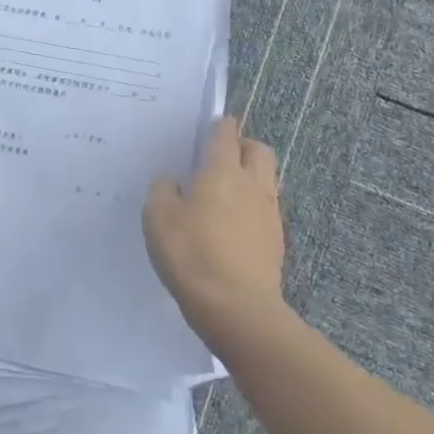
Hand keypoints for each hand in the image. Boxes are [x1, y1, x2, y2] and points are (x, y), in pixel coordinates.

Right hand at [143, 117, 289, 349]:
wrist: (236, 307)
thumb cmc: (191, 253)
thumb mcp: (157, 217)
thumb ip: (163, 191)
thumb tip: (172, 181)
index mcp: (222, 171)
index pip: (226, 134)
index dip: (219, 126)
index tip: (210, 127)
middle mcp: (251, 184)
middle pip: (259, 150)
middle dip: (244, 146)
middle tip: (222, 157)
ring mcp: (268, 214)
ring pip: (266, 180)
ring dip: (250, 178)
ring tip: (224, 194)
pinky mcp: (276, 242)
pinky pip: (266, 210)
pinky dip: (252, 208)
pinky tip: (232, 227)